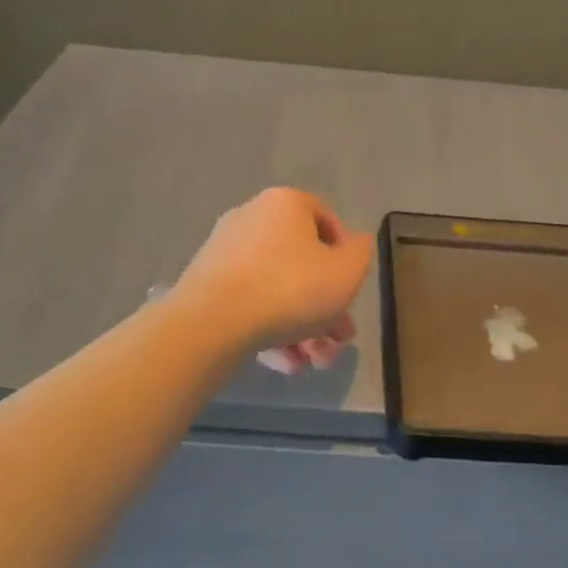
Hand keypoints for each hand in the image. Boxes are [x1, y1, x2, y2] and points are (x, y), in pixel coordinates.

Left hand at [173, 187, 373, 373]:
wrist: (213, 323)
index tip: (351, 289)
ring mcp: (224, 253)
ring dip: (301, 327)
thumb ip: (360, 253)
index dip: (345, 255)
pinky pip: (249, 304)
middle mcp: (251, 219)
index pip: (325, 219)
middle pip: (301, 264)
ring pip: (276, 290)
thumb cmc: (291, 289)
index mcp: (285, 204)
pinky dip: (270, 330)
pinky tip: (285, 363)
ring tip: (312, 362)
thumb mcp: (346, 272)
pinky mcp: (206, 286)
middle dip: (325, 308)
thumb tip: (355, 243)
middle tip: (338, 341)